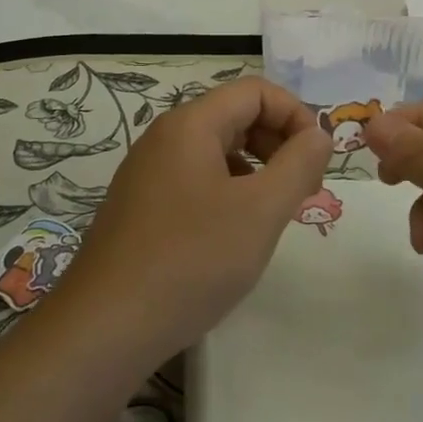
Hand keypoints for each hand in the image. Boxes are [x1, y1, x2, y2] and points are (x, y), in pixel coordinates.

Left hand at [48, 77, 331, 365]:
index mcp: (191, 124)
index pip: (255, 91)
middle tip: (304, 188)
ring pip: (217, 150)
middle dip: (279, 142)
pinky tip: (235, 233)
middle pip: (235, 116)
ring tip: (275, 212)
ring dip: (257, 169)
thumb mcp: (261, 211)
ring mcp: (148, 173)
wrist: (103, 329)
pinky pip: (196, 179)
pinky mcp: (141, 207)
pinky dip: (229, 191)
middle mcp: (164, 137)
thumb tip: (318, 134)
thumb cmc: (191, 260)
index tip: (317, 160)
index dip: (296, 115)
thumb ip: (299, 164)